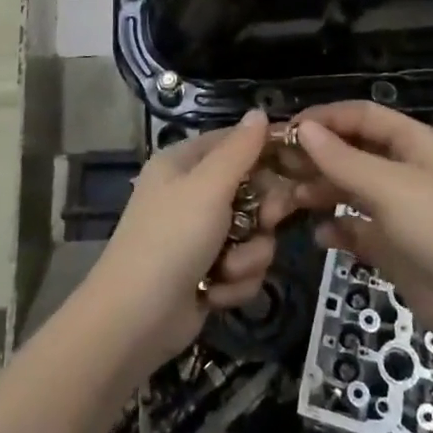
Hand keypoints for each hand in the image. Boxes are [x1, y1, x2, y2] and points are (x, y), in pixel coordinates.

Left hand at [86, 110, 295, 372]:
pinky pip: (244, 268)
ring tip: (225, 271)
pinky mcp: (208, 274)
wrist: (135, 320)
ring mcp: (200, 237)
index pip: (236, 142)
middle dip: (261, 216)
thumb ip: (240, 149)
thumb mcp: (208, 187)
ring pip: (254, 235)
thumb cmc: (171, 240)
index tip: (297, 166)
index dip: (266, 152)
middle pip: (253, 192)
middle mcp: (192, 195)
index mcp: (184, 164)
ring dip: (247, 257)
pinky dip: (234, 283)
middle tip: (264, 223)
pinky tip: (214, 293)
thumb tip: (260, 111)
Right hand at [286, 102, 432, 362]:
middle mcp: (405, 170)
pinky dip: (337, 229)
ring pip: (350, 189)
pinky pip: (356, 228)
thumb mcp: (391, 188)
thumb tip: (303, 129)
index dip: (324, 118)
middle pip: (352, 151)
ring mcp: (399, 209)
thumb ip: (343, 160)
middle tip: (275, 167)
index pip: (362, 115)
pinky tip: (320, 237)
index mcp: (413, 143)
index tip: (285, 129)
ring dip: (320, 192)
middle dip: (316, 156)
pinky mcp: (393, 245)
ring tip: (288, 201)